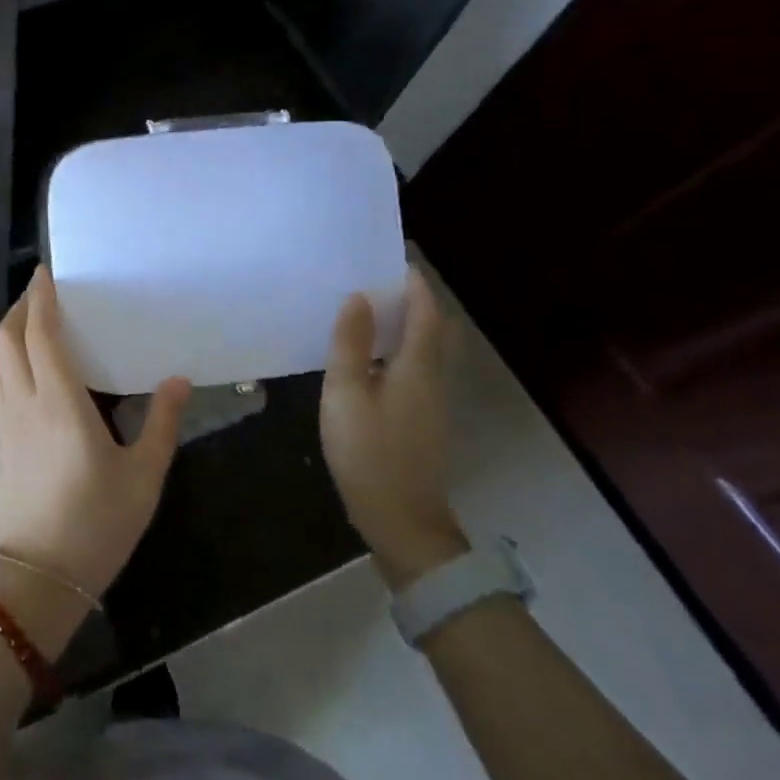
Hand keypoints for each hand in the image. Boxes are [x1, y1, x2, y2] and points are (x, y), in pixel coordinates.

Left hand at [0, 267, 190, 649]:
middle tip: (44, 293)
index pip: (39, 334)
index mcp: (59, 404)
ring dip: (6, 331)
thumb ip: (161, 423)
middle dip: (20, 308)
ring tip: (32, 323)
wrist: (38, 580)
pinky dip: (3, 358)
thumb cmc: (96, 526)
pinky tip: (26, 367)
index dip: (39, 298)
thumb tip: (179, 379)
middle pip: (6, 339)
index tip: (46, 272)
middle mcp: (24, 403)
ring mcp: (4, 422)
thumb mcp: (143, 477)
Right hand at [319, 268, 467, 586]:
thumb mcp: (346, 394)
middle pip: (432, 330)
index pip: (426, 313)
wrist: (401, 521)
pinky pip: (413, 368)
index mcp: (417, 367)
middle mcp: (432, 379)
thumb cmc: (369, 453)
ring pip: (424, 350)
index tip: (396, 258)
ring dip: (405, 324)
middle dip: (413, 301)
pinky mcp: (420, 420)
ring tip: (369, 309)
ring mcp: (429, 403)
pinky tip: (368, 356)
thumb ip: (350, 345)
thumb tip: (358, 298)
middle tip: (378, 280)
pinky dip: (398, 349)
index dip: (415, 284)